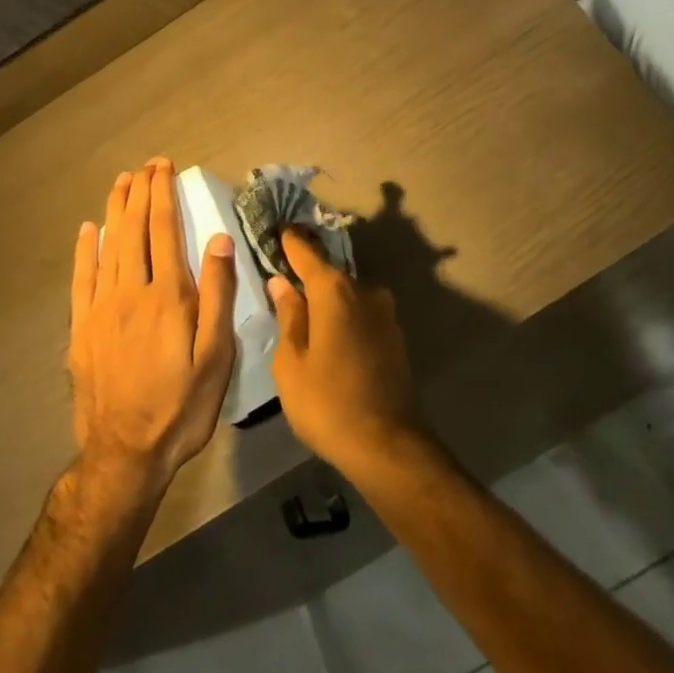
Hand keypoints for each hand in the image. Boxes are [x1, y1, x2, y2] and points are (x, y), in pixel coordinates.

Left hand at [69, 159, 237, 493]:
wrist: (126, 454)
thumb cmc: (182, 404)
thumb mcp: (216, 355)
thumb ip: (218, 295)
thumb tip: (218, 240)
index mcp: (168, 296)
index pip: (164, 230)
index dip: (164, 195)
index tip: (164, 167)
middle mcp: (131, 293)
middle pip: (135, 231)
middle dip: (141, 193)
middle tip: (146, 166)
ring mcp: (101, 310)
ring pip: (108, 247)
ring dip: (115, 211)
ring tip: (121, 182)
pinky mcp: (82, 330)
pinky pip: (81, 279)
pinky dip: (85, 251)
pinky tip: (89, 230)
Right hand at [267, 229, 426, 479]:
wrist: (388, 443)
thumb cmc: (327, 402)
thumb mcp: (292, 363)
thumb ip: (288, 316)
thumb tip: (282, 283)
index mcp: (334, 290)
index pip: (307, 253)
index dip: (291, 242)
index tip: (279, 229)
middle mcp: (364, 290)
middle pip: (329, 273)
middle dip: (307, 274)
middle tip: (283, 277)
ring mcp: (384, 312)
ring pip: (347, 295)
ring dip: (327, 299)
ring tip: (303, 312)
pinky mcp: (394, 334)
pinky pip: (361, 313)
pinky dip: (344, 316)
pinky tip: (330, 336)